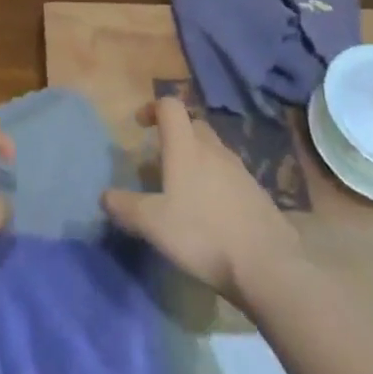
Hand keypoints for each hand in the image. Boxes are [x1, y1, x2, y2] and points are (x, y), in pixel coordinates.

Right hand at [101, 97, 299, 304]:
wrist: (268, 266)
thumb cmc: (202, 234)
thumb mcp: (153, 224)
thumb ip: (125, 207)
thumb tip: (105, 196)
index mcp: (186, 147)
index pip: (170, 106)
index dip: (153, 108)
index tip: (140, 125)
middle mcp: (214, 150)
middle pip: (193, 125)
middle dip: (175, 134)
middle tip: (161, 160)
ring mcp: (240, 171)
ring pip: (213, 151)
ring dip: (196, 159)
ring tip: (183, 191)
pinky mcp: (258, 195)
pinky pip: (230, 176)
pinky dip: (216, 183)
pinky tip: (211, 214)